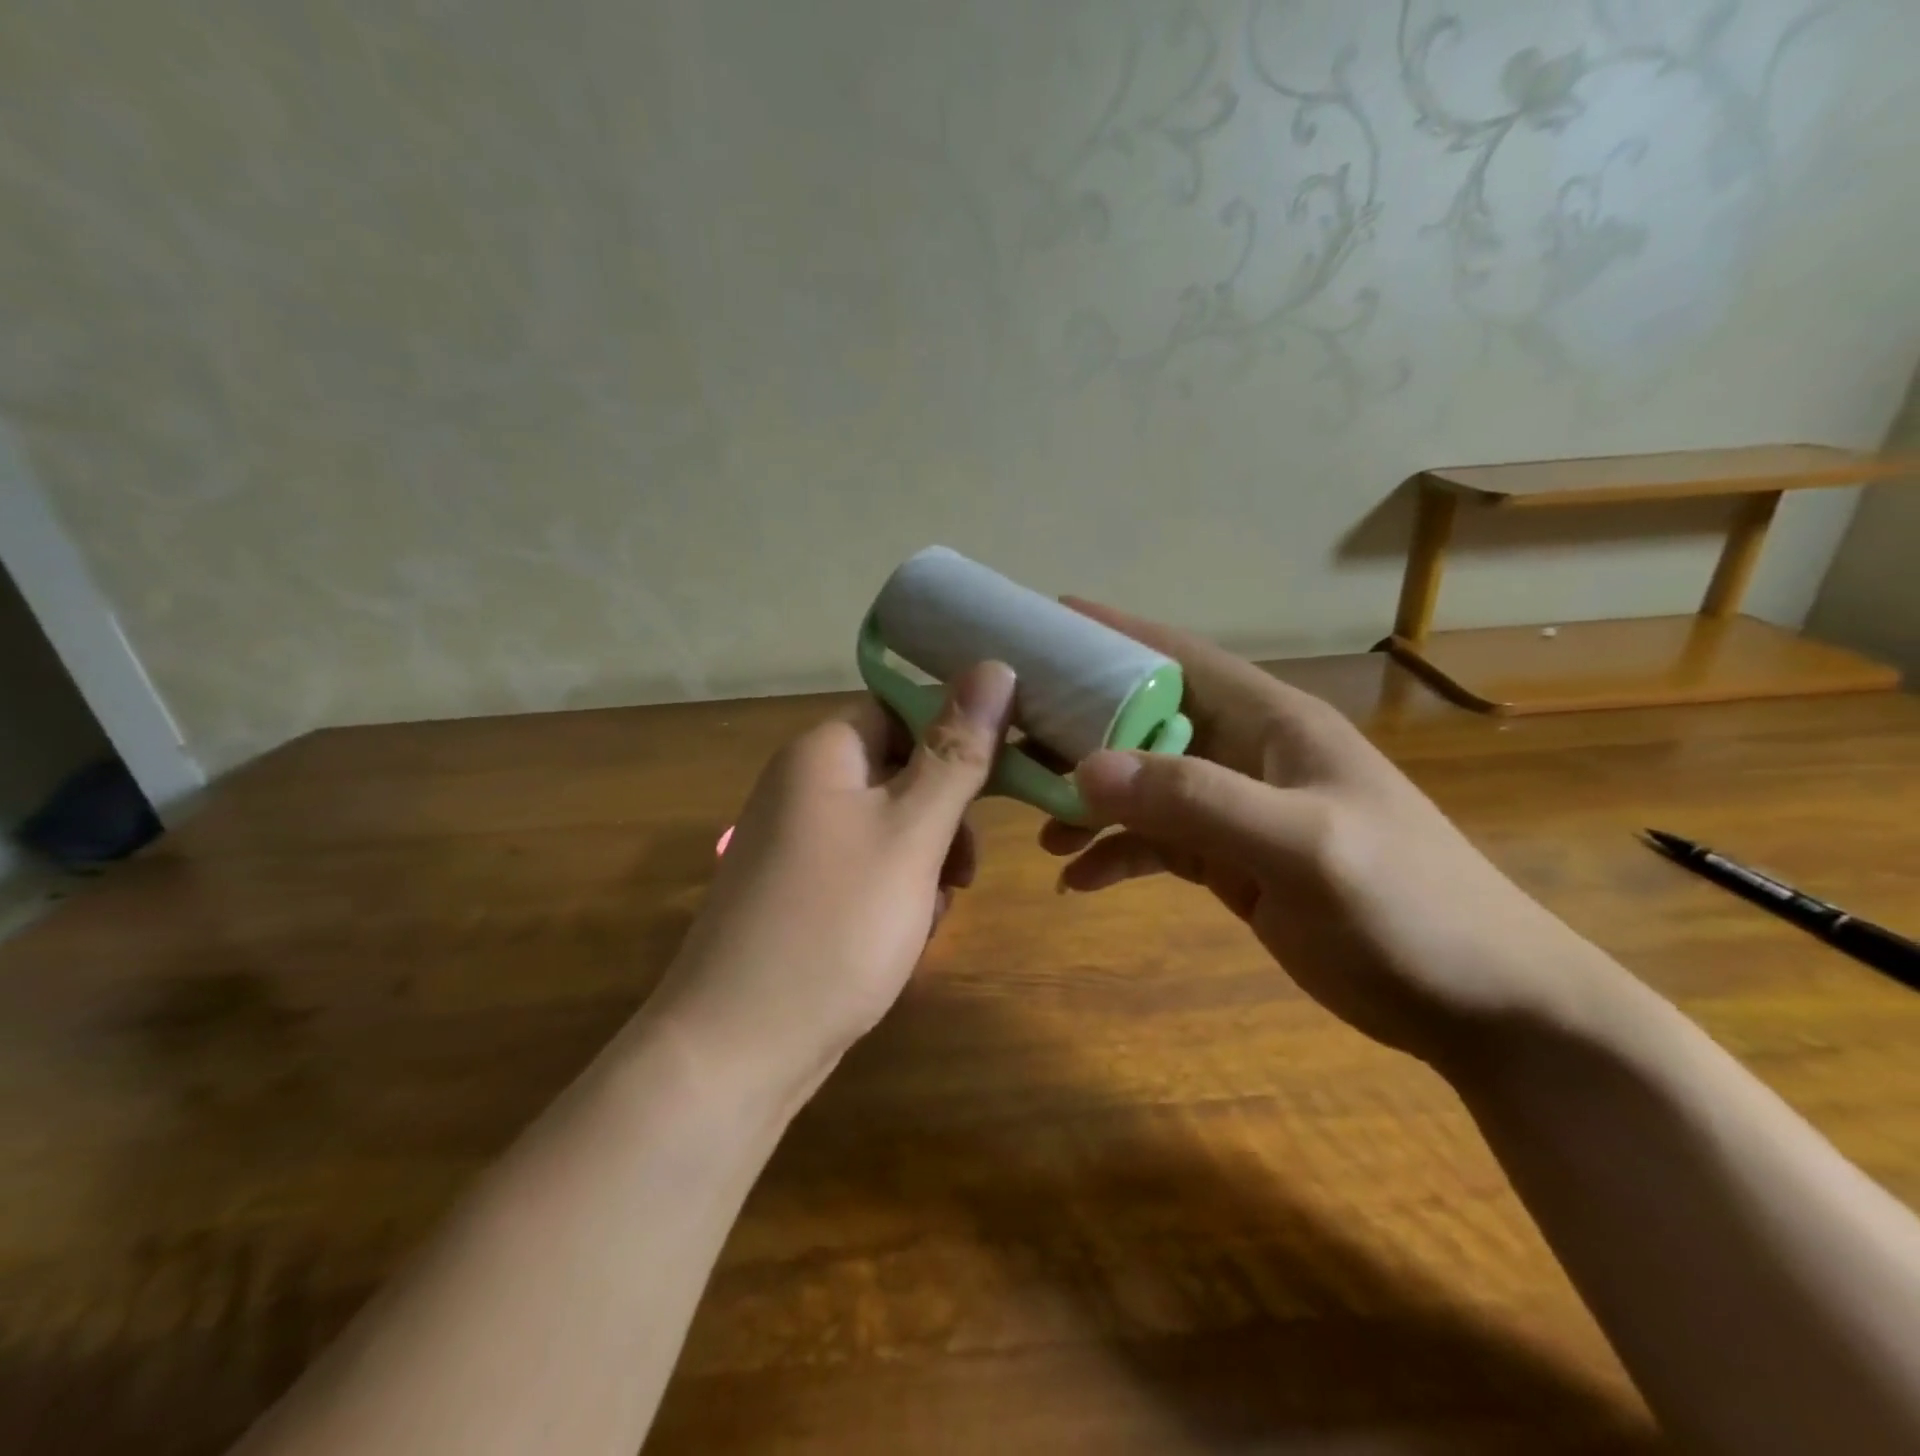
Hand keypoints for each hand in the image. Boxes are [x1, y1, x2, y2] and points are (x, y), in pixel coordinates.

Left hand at [649, 661, 1016, 1100]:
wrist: (737, 1049)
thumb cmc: (835, 925)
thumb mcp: (912, 833)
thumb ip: (956, 752)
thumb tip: (995, 666)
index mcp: (823, 753)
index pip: (903, 709)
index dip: (956, 737)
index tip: (1002, 780)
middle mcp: (802, 786)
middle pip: (900, 770)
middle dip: (944, 817)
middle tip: (963, 869)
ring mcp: (796, 842)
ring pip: (890, 826)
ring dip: (926, 860)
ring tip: (932, 912)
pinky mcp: (798, 891)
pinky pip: (865, 868)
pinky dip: (896, 892)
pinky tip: (906, 936)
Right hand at [1043, 601, 1613, 1067]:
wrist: (1480, 1004)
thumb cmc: (1406, 907)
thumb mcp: (1302, 847)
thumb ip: (1196, 801)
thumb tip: (1087, 769)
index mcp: (1271, 722)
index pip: (1178, 658)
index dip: (1112, 635)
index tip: (1042, 625)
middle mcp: (1247, 754)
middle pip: (1145, 721)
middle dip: (1079, 726)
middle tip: (1010, 738)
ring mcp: (1239, 809)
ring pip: (1143, 785)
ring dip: (1090, 800)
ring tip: (1038, 826)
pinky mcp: (1234, 862)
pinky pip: (1157, 844)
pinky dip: (1116, 855)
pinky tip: (1078, 880)